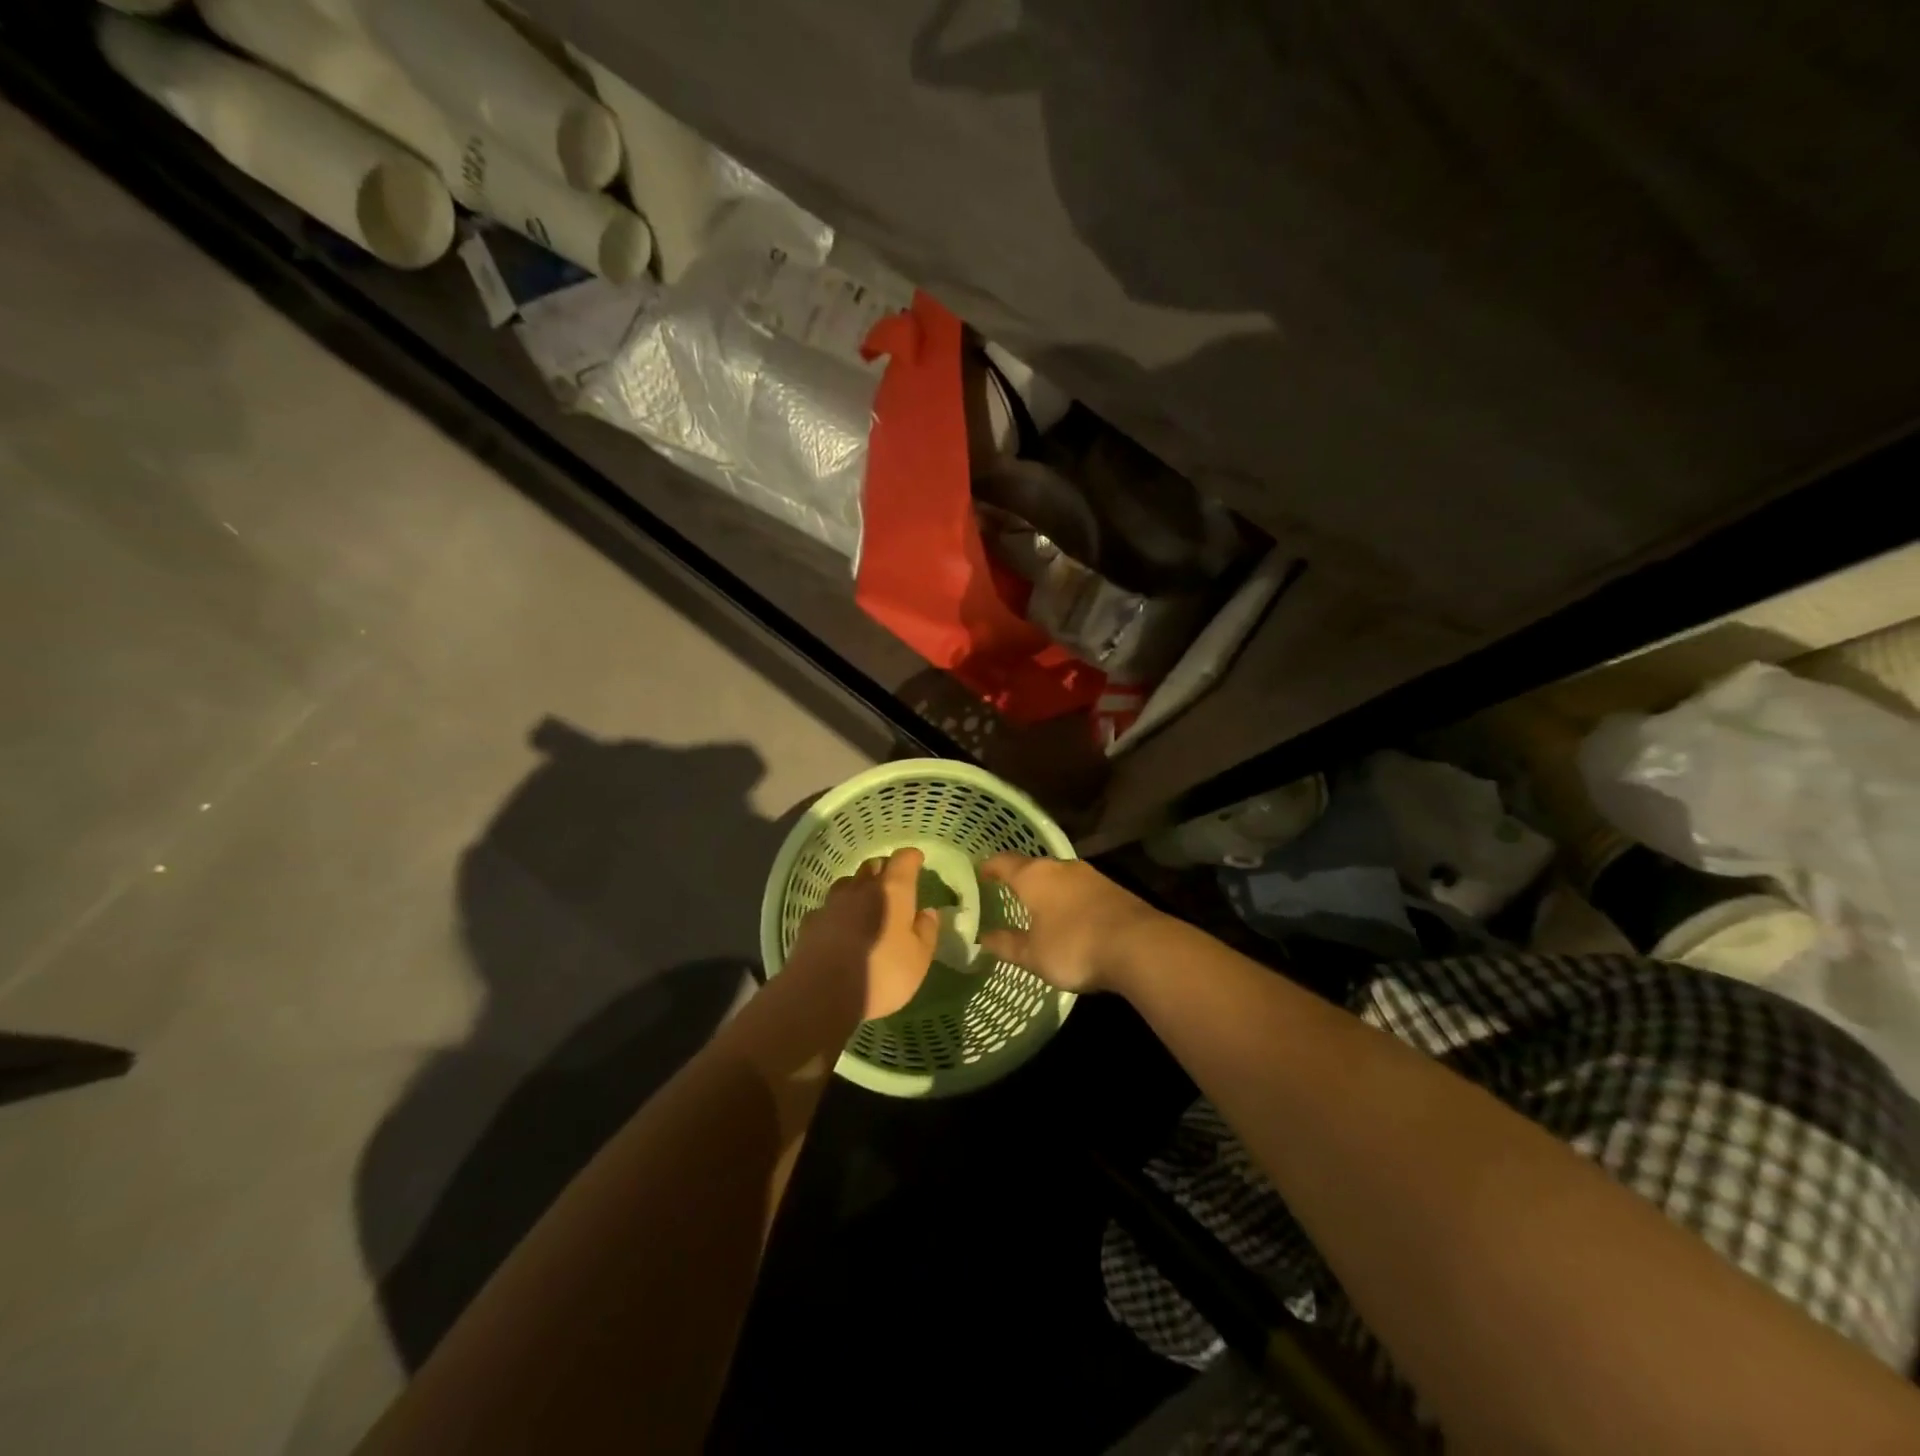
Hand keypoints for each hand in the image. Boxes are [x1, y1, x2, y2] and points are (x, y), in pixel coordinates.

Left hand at [785, 848, 938, 1020]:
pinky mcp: (810, 923)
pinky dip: (836, 912)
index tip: (917, 860)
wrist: (821, 994)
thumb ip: (926, 932)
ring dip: (858, 888)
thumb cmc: (881, 975)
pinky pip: (827, 908)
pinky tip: (838, 927)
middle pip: (873, 866)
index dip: (911, 858)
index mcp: (892, 891)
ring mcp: (831, 904)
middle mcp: (860, 889)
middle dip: (884, 870)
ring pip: (847, 883)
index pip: (903, 860)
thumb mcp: (918, 960)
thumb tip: (928, 912)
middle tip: (893, 884)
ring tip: (864, 903)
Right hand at [978, 854, 1161, 993]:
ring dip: (1047, 887)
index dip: (990, 866)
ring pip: (1059, 875)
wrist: (1139, 946)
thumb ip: (1006, 944)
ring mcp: (1090, 875)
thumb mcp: (1033, 955)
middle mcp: (1060, 867)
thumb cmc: (1074, 947)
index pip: (1004, 862)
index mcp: (1034, 876)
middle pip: (1033, 866)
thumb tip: (982, 938)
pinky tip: (1069, 915)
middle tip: (1007, 890)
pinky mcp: (1112, 888)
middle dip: (1020, 877)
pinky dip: (1069, 898)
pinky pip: (1080, 888)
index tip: (980, 871)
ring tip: (1037, 903)